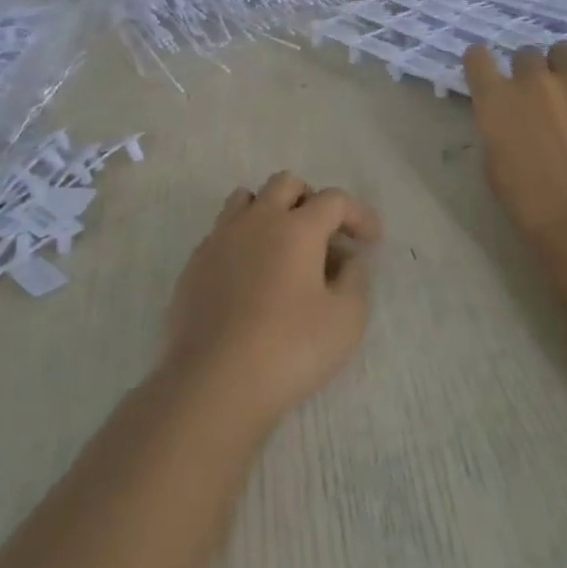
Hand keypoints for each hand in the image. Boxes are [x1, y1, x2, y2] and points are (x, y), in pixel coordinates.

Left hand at [159, 172, 383, 432]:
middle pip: (286, 184)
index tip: (371, 241)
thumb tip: (348, 260)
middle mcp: (257, 220)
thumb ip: (355, 279)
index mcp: (297, 227)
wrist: (213, 383)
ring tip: (283, 247)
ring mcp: (220, 239)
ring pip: (246, 199)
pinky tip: (251, 276)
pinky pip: (222, 232)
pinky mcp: (194, 264)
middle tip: (325, 236)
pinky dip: (243, 240)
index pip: (334, 200)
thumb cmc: (289, 348)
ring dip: (271, 211)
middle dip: (312, 201)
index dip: (359, 214)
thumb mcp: (346, 319)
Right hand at [462, 41, 566, 249]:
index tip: (492, 76)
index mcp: (494, 101)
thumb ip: (497, 128)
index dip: (484, 64)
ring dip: (564, 68)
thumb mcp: (494, 163)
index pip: (477, 57)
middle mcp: (529, 80)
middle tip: (543, 102)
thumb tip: (509, 116)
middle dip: (531, 74)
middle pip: (525, 55)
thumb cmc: (530, 203)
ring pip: (563, 50)